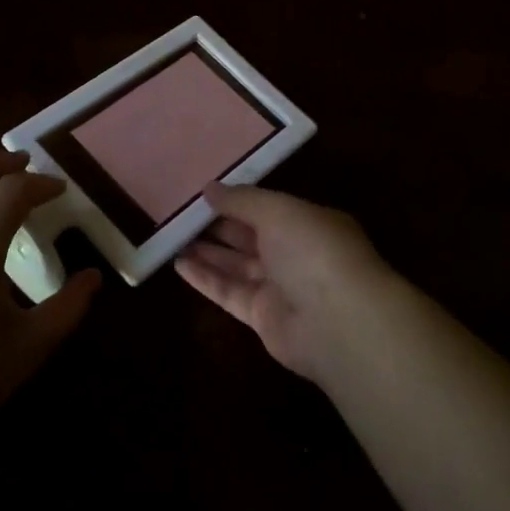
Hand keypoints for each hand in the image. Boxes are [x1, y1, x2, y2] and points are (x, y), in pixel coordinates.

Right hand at [174, 183, 396, 381]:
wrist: (338, 322)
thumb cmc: (313, 251)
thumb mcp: (277, 211)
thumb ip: (242, 199)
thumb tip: (210, 188)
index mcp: (308, 222)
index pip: (268, 207)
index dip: (237, 200)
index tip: (203, 192)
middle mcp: (296, 253)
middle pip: (251, 236)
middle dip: (219, 225)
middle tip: (180, 212)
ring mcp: (280, 287)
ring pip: (237, 264)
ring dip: (207, 251)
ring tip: (172, 236)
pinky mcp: (263, 317)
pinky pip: (230, 292)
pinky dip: (206, 279)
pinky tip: (178, 265)